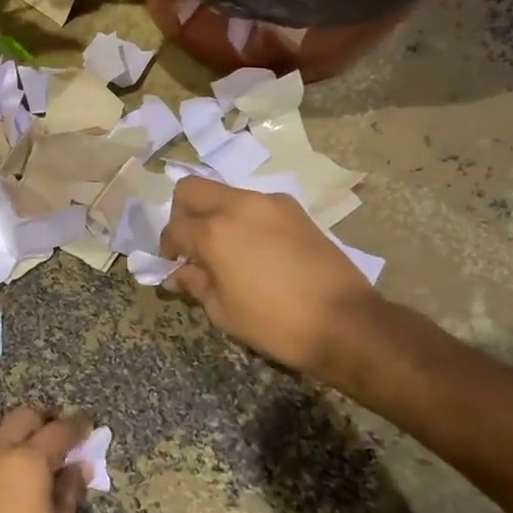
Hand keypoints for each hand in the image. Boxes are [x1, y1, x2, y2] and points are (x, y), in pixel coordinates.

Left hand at [0, 406, 90, 512]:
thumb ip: (69, 491)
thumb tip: (77, 466)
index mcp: (26, 462)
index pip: (58, 430)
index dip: (77, 427)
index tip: (89, 427)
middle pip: (22, 419)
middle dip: (45, 423)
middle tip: (63, 442)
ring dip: (20, 440)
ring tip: (39, 466)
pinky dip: (1, 460)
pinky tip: (13, 485)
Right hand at [162, 176, 375, 385]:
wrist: (345, 322)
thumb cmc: (275, 323)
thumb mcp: (223, 311)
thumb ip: (195, 284)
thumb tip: (177, 274)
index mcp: (214, 231)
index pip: (175, 227)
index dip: (167, 247)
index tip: (174, 265)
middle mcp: (238, 205)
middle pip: (192, 190)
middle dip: (182, 214)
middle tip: (192, 245)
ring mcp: (270, 203)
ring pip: (225, 193)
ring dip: (215, 214)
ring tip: (227, 250)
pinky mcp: (295, 210)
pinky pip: (255, 204)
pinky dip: (244, 218)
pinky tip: (257, 249)